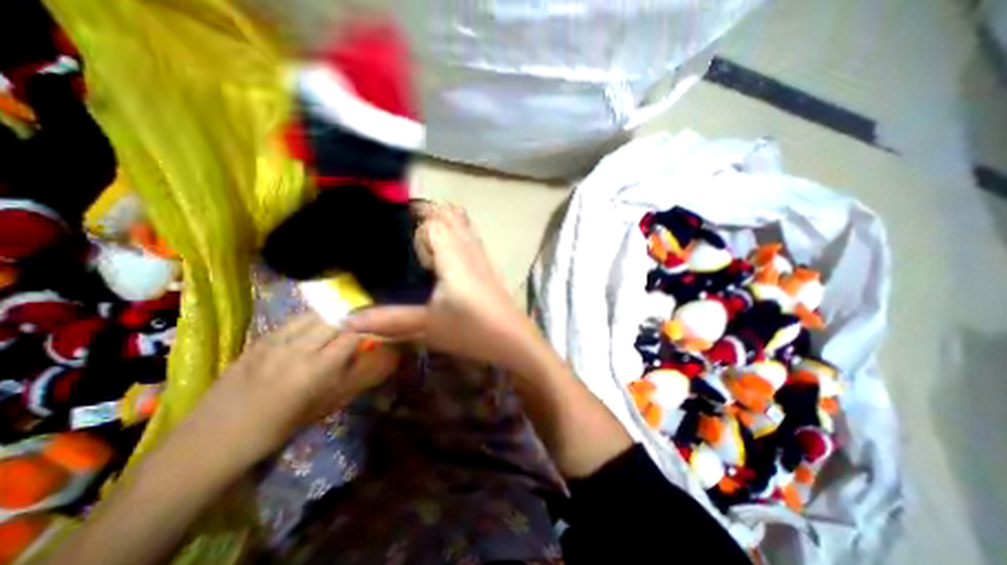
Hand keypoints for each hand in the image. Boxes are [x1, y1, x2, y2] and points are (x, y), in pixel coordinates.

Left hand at [181, 311, 400, 465]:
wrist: (209, 443)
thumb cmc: (275, 431)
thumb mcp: (321, 407)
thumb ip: (350, 377)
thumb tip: (376, 358)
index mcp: (314, 371)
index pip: (351, 336)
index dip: (368, 330)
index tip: (377, 332)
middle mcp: (296, 349)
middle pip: (334, 319)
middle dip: (353, 319)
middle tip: (362, 325)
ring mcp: (273, 342)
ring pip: (314, 315)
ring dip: (332, 317)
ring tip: (340, 323)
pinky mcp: (258, 340)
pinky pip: (292, 321)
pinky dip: (310, 320)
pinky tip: (313, 329)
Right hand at [347, 206, 533, 372]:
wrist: (514, 340)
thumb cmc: (472, 331)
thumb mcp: (427, 326)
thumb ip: (388, 320)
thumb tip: (346, 321)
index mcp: (453, 256)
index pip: (434, 220)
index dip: (416, 225)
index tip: (399, 238)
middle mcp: (469, 249)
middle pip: (450, 214)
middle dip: (427, 212)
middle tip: (404, 228)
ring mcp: (482, 256)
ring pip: (464, 223)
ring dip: (443, 219)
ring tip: (422, 235)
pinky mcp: (488, 265)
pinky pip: (471, 236)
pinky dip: (456, 231)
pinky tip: (446, 251)